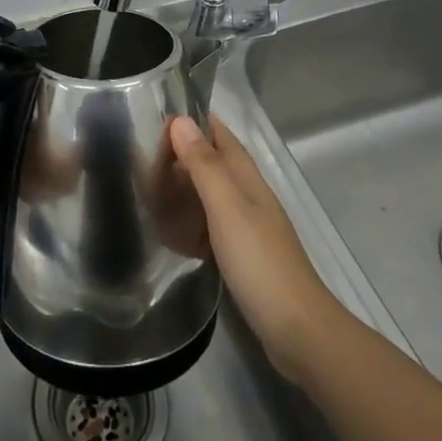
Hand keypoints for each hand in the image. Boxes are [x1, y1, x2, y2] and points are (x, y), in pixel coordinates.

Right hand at [168, 114, 347, 381]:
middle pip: (216, 164)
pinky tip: (172, 232)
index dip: (197, 121)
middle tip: (144, 151)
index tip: (162, 110)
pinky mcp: (244, 257)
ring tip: (150, 186)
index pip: (222, 137)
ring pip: (212, 195)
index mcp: (248, 180)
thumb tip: (181, 121)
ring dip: (186, 187)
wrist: (297, 330)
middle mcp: (250, 198)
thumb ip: (204, 166)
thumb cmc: (260, 262)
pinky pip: (211, 227)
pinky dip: (192, 222)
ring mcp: (249, 228)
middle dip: (185, 152)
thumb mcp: (227, 208)